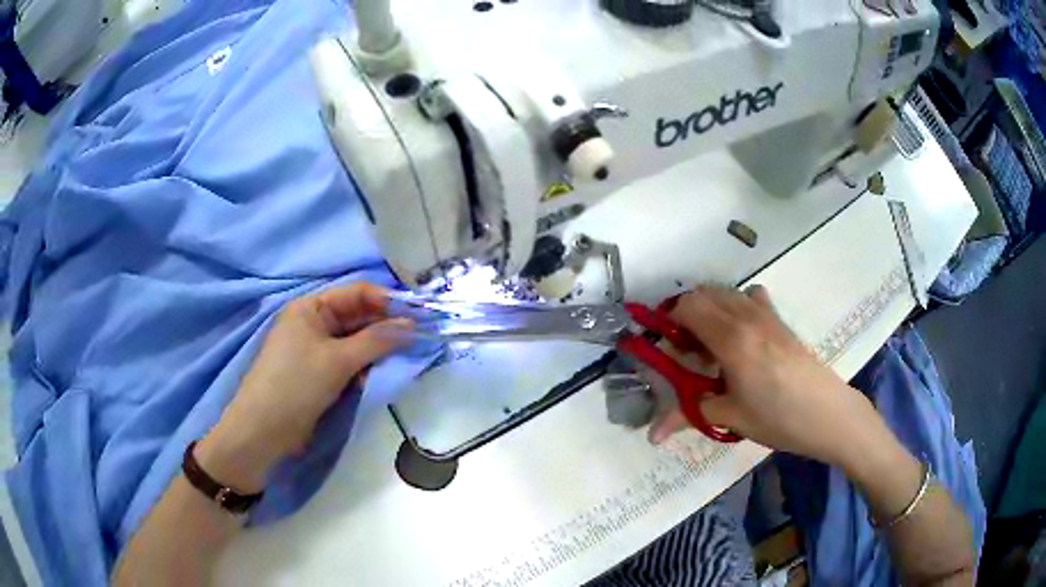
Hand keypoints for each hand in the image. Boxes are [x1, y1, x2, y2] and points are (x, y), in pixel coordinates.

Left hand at [195, 283, 408, 491]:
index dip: (388, 301)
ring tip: (401, 359)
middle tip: (418, 339)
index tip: (420, 314)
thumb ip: (377, 341)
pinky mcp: (320, 373)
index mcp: (311, 307)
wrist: (264, 430)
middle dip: (385, 327)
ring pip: (356, 342)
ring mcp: (316, 349)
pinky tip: (377, 376)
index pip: (357, 293)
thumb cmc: (296, 384)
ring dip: (377, 350)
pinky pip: (349, 362)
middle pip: (358, 317)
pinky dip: (364, 367)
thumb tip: (412, 326)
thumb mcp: (338, 360)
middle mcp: (314, 323)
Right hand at [649, 285, 885, 468]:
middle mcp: (746, 316)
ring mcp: (766, 314)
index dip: (669, 321)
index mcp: (731, 339)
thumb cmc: (777, 418)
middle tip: (687, 351)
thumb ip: (688, 415)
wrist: (826, 413)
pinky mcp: (780, 320)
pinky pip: (750, 297)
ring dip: (710, 309)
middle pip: (704, 294)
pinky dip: (736, 305)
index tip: (668, 348)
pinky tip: (741, 334)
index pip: (688, 307)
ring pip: (726, 293)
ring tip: (711, 345)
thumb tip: (651, 435)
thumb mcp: (731, 417)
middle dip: (686, 315)